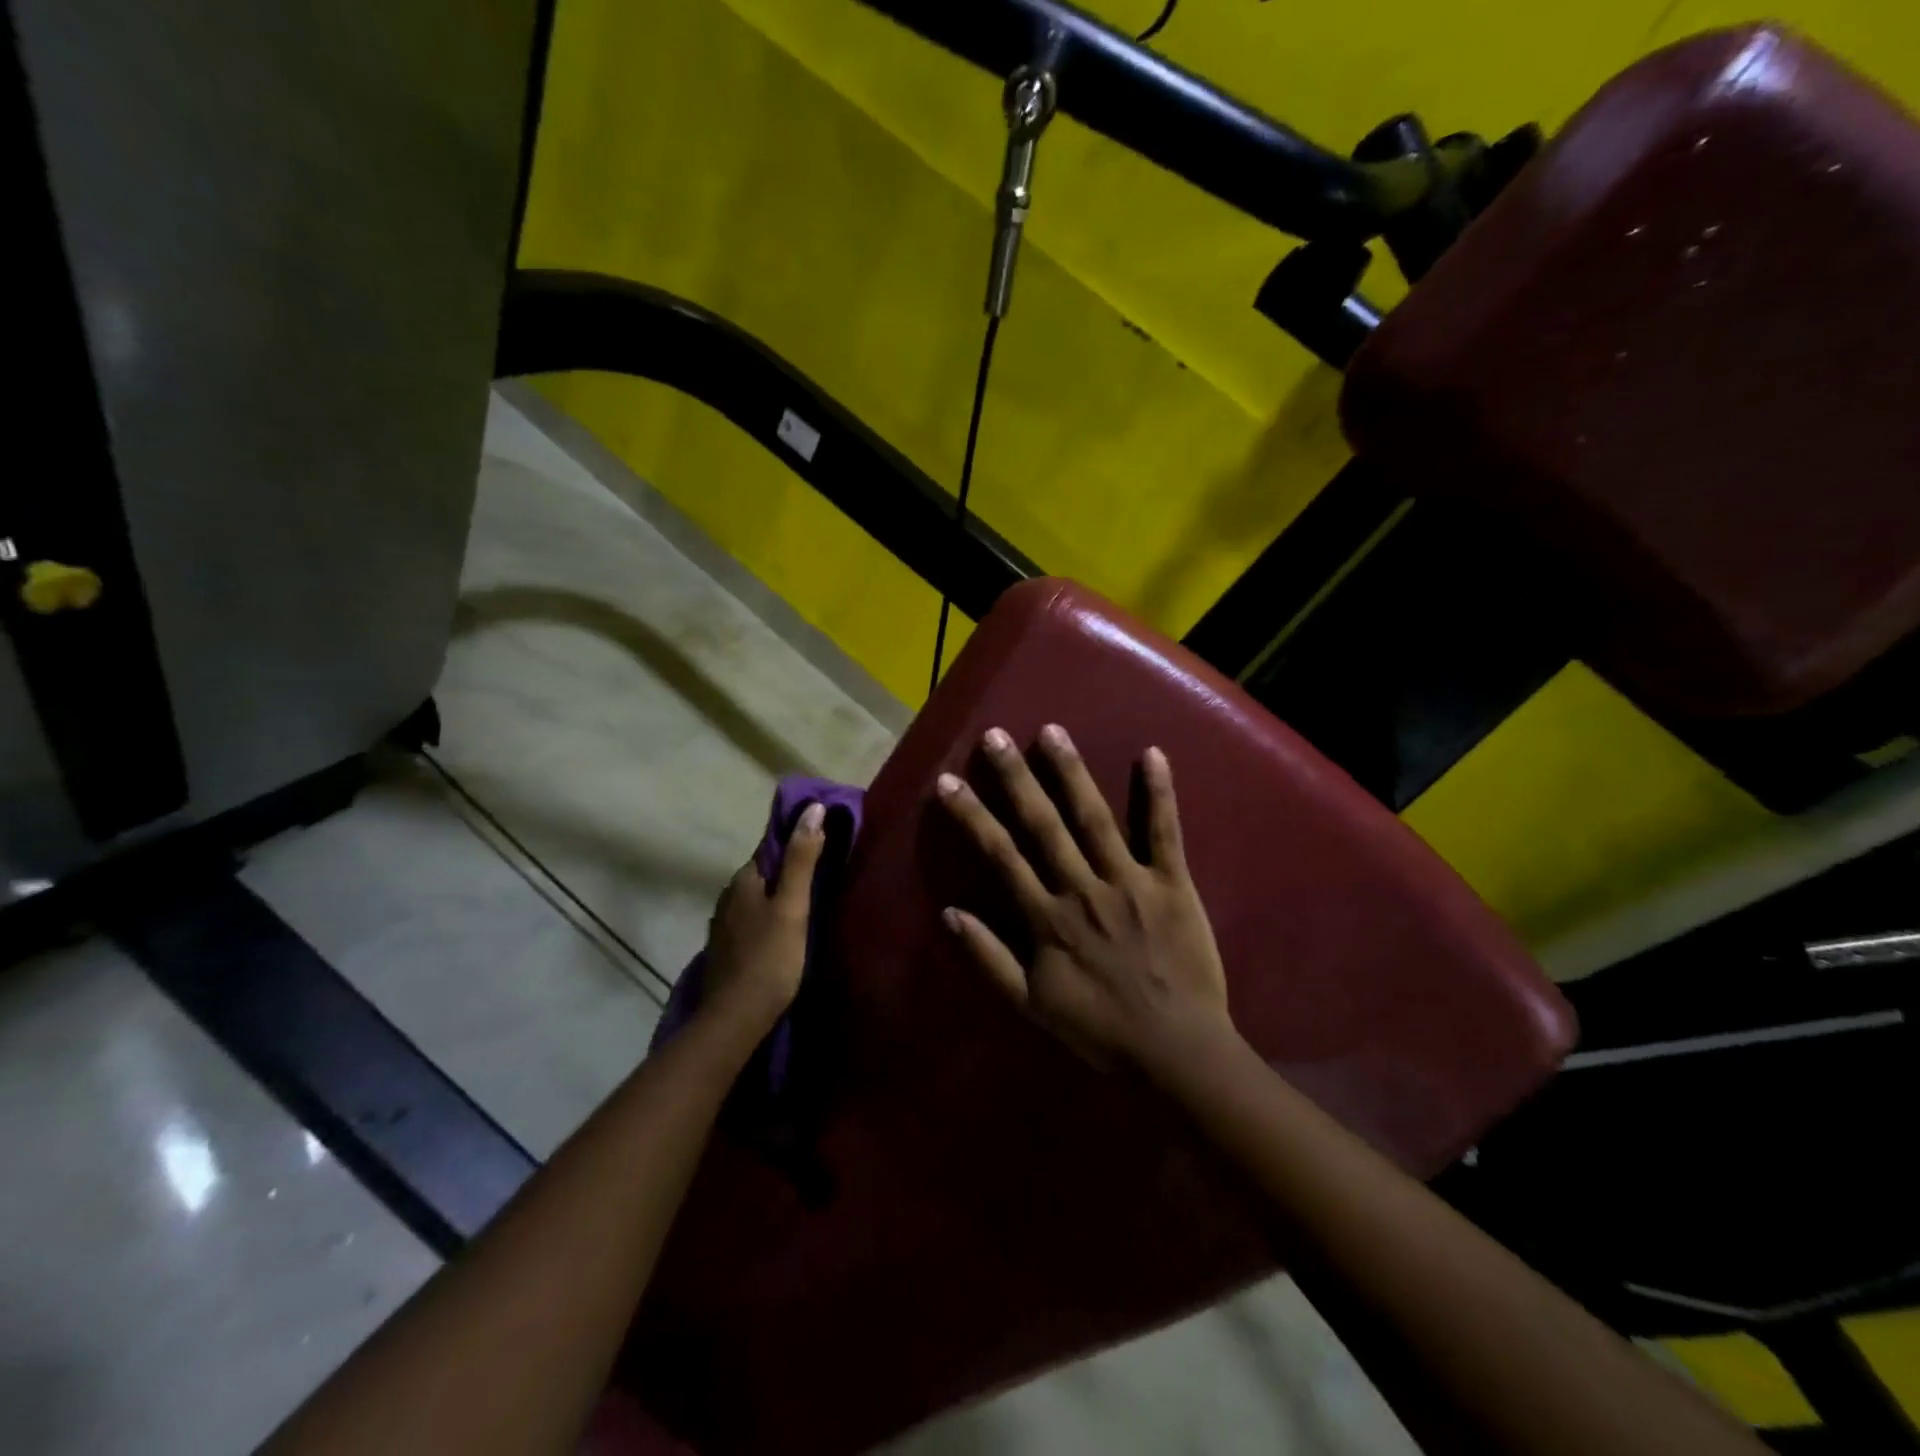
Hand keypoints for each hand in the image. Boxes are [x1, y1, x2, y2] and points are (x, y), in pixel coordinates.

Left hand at [701, 802, 825, 1036]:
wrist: (735, 1019)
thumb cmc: (770, 958)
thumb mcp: (793, 905)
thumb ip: (802, 858)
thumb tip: (812, 808)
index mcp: (744, 880)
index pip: (771, 848)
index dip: (797, 844)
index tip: (824, 846)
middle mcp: (727, 896)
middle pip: (764, 874)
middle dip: (788, 872)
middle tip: (822, 879)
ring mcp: (723, 925)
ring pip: (756, 899)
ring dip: (777, 898)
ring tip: (807, 907)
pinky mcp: (725, 950)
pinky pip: (751, 922)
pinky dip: (767, 920)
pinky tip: (782, 934)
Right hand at [936, 725, 1232, 1073]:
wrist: (1177, 1052)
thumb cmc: (1101, 1030)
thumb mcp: (1032, 1005)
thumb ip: (988, 959)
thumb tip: (949, 913)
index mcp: (1048, 917)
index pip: (1001, 856)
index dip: (972, 816)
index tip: (948, 781)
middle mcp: (1084, 889)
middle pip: (1043, 825)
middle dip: (1016, 778)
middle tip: (995, 736)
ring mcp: (1131, 881)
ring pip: (1095, 818)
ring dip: (1072, 772)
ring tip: (1052, 731)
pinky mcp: (1174, 883)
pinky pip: (1165, 832)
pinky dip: (1160, 793)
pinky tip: (1153, 753)